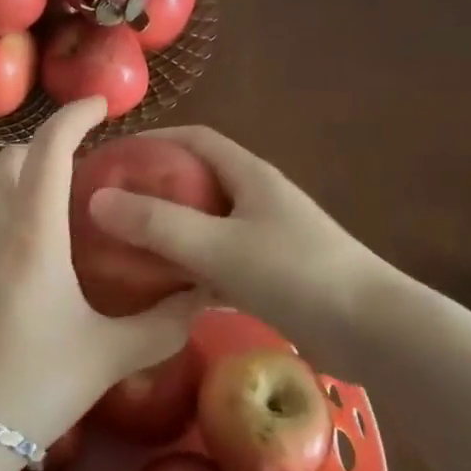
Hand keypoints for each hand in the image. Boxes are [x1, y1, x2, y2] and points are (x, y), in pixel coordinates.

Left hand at [0, 99, 208, 454]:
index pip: (50, 148)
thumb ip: (163, 324)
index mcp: (31, 233)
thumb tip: (205, 298)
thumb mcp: (107, 356)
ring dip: (19, 187)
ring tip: (52, 220)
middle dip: (45, 151)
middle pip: (11, 159)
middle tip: (81, 177)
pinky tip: (15, 266)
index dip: (74, 116)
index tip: (100, 106)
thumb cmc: (32, 387)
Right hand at [86, 126, 391, 335]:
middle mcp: (258, 198)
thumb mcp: (218, 247)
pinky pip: (221, 260)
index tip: (113, 155)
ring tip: (127, 246)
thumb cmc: (296, 274)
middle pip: (199, 181)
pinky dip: (193, 267)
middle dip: (155, 187)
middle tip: (111, 206)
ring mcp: (269, 237)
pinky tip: (166, 291)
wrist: (374, 332)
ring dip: (172, 230)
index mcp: (250, 176)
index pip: (195, 139)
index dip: (154, 140)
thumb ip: (158, 224)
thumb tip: (97, 199)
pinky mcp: (274, 275)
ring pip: (208, 224)